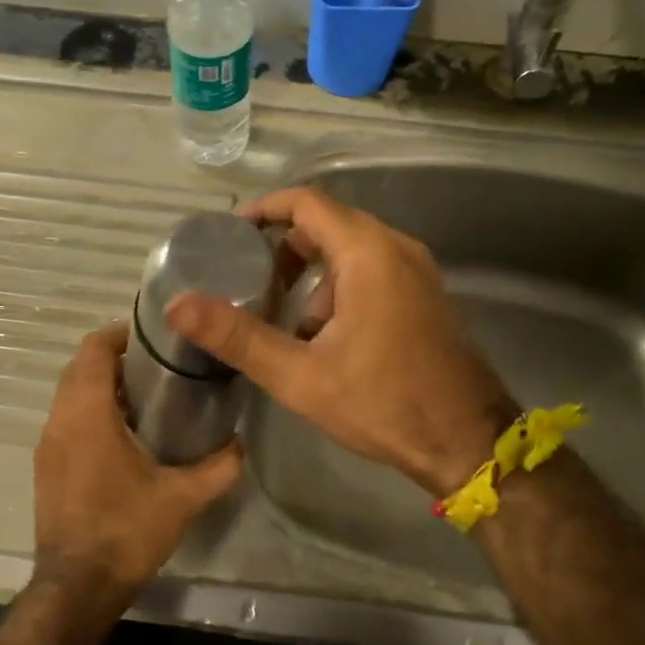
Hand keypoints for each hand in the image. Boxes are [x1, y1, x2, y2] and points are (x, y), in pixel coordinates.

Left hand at [31, 323, 242, 607]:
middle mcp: (59, 421)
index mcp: (87, 415)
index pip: (93, 349)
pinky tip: (126, 434)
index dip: (121, 333)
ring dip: (102, 385)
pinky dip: (91, 411)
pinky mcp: (47, 467)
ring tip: (148, 396)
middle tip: (160, 365)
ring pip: (70, 394)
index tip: (155, 337)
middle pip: (80, 367)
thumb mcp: (182, 498)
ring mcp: (48, 445)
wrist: (76, 588)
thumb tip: (242, 443)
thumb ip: (219, 466)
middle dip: (116, 358)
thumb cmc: (126, 532)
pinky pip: (66, 420)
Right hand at [165, 187, 514, 497]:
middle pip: (328, 222)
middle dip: (283, 245)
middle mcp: (396, 248)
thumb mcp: (301, 376)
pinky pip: (372, 269)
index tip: (228, 236)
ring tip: (278, 312)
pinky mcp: (424, 294)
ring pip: (351, 249)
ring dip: (311, 271)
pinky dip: (338, 285)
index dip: (263, 210)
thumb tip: (178, 305)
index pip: (306, 202)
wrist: (466, 442)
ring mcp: (416, 270)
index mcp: (368, 253)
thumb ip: (239, 337)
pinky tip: (321, 334)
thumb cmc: (383, 404)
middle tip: (245, 277)